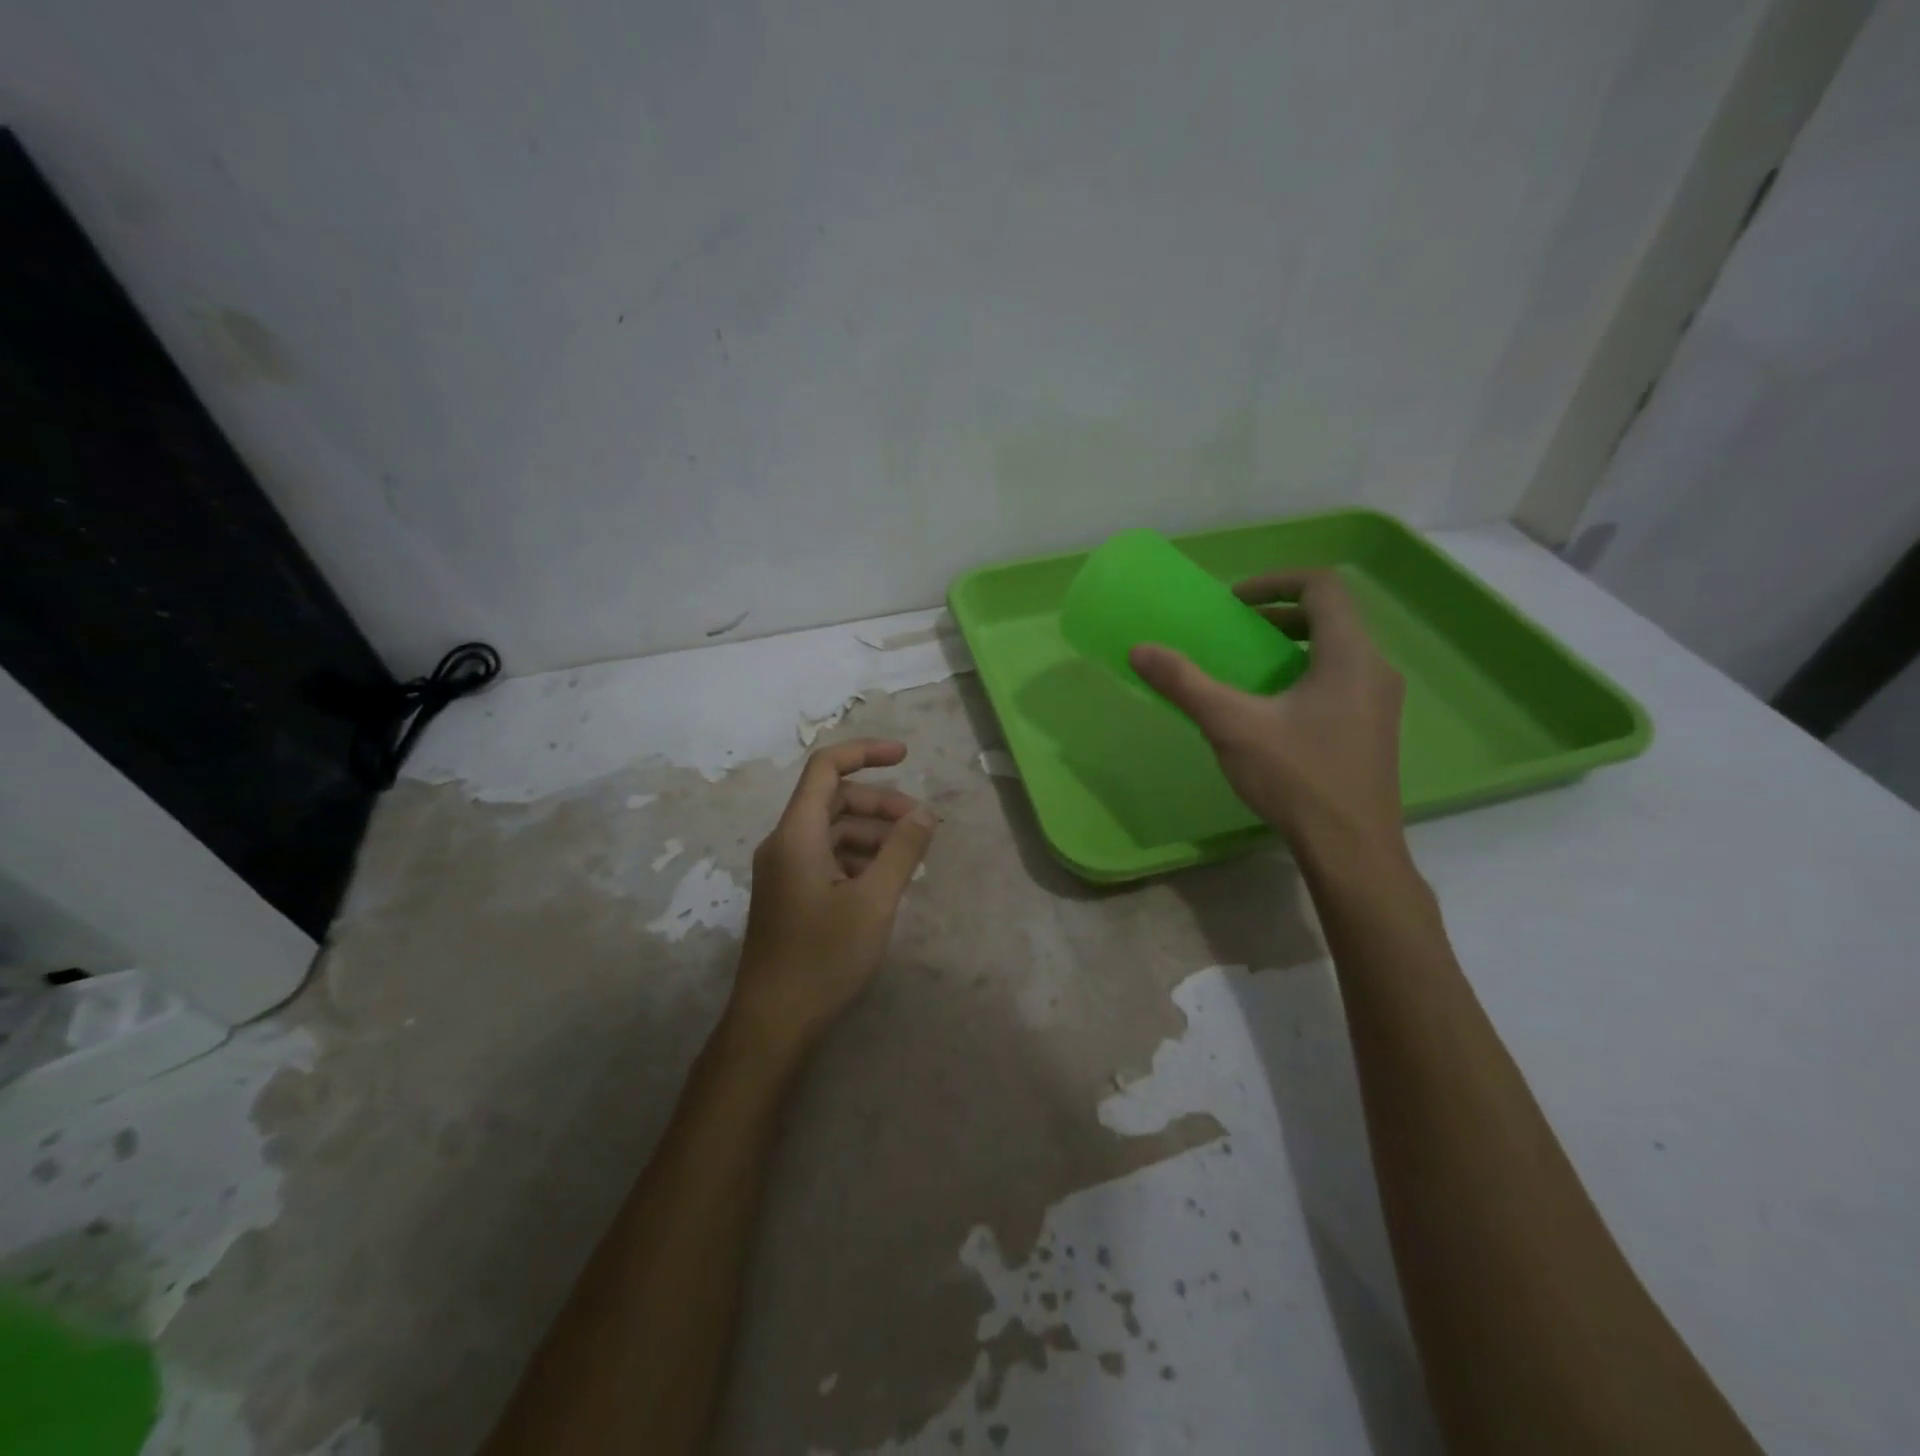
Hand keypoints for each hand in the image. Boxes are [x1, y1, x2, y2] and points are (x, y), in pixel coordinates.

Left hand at [729, 739, 937, 1059]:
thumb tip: (925, 812)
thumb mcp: (875, 902)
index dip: (865, 753)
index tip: (906, 757)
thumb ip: (903, 851)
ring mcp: (785, 870)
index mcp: (797, 834)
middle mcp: (785, 843)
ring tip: (912, 857)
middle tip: (923, 825)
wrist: (772, 1023)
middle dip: (880, 804)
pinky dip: (858, 858)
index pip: (826, 768)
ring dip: (873, 834)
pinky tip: (886, 881)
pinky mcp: (790, 894)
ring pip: (833, 831)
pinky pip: (827, 857)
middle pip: (834, 800)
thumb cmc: (823, 958)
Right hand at [1130, 569, 1405, 857]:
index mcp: (1349, 654)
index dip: (1275, 581)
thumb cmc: (1297, 778)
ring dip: (1291, 645)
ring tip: (1249, 666)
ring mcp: (1379, 702)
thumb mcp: (1231, 725)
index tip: (1233, 601)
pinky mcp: (1373, 730)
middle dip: (1278, 614)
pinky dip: (1305, 673)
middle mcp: (1374, 669)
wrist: (1351, 850)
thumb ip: (1185, 683)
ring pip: (1337, 650)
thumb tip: (1140, 650)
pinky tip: (1272, 710)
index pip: (1322, 586)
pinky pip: (1340, 680)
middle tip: (1236, 630)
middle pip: (1331, 616)